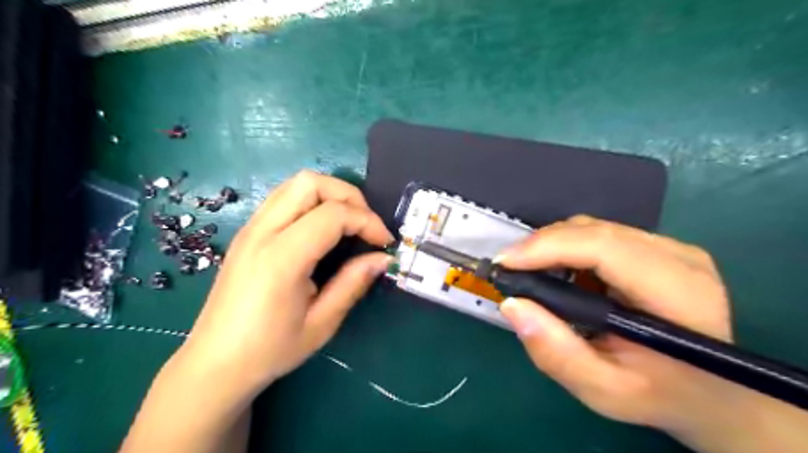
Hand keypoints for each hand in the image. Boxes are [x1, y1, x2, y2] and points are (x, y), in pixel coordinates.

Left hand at [179, 172, 390, 393]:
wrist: (215, 362)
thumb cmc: (270, 350)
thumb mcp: (322, 323)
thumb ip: (354, 283)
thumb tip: (383, 258)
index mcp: (281, 259)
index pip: (333, 215)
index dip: (367, 222)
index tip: (384, 243)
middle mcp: (262, 232)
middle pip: (311, 183)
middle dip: (349, 196)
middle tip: (366, 225)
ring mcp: (251, 228)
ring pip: (296, 184)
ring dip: (330, 194)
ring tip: (348, 224)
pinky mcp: (248, 231)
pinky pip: (284, 197)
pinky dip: (312, 201)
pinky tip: (322, 229)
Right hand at [499, 215, 733, 431]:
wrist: (712, 392)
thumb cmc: (661, 395)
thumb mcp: (605, 391)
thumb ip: (557, 354)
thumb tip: (512, 305)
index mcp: (678, 293)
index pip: (604, 248)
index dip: (549, 247)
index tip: (505, 263)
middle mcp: (679, 257)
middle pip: (595, 231)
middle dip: (542, 245)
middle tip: (509, 269)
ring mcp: (671, 247)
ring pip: (594, 227)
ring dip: (553, 245)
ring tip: (529, 271)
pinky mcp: (658, 247)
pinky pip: (600, 234)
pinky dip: (568, 248)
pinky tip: (559, 271)